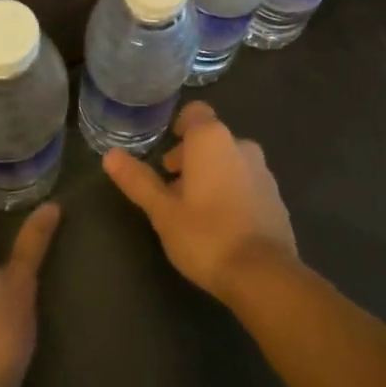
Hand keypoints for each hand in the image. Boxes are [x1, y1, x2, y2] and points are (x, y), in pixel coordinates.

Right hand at [102, 101, 296, 300]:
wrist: (263, 274)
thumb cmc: (206, 235)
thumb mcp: (163, 211)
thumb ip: (138, 180)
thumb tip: (110, 155)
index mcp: (212, 139)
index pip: (194, 112)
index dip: (179, 128)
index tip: (166, 160)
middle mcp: (240, 144)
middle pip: (210, 139)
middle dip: (190, 158)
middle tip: (171, 192)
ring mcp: (263, 170)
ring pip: (229, 161)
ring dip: (211, 176)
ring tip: (194, 211)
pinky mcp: (275, 196)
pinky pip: (247, 182)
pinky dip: (232, 192)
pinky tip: (221, 225)